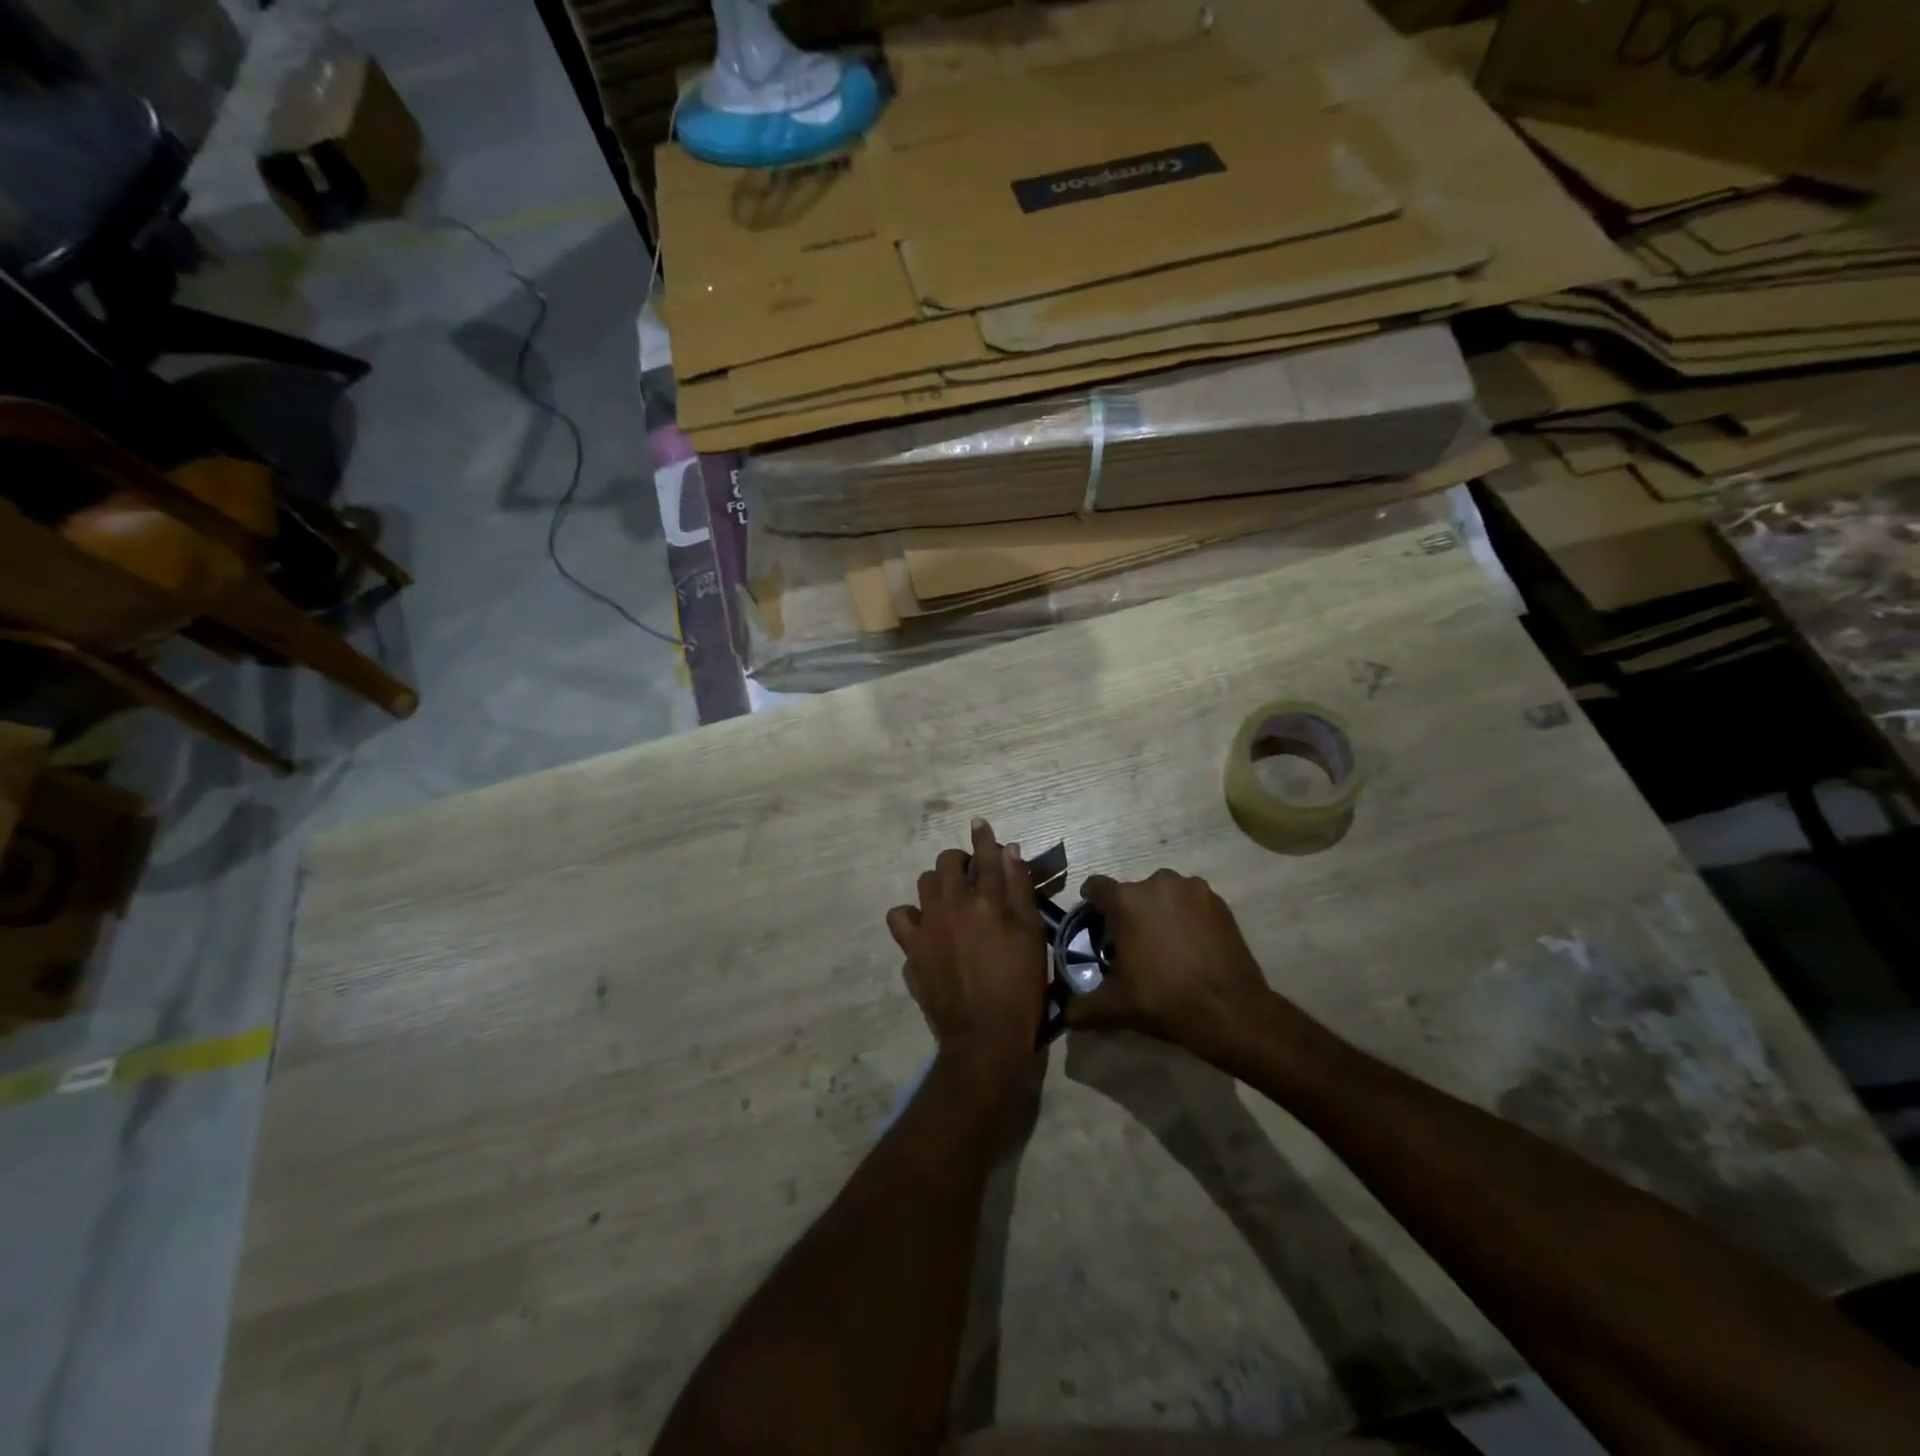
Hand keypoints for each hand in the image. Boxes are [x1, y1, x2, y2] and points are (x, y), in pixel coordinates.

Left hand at [887, 819, 1047, 1082]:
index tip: (979, 824)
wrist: (985, 1036)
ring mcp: (926, 926)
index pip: (985, 855)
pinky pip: (901, 918)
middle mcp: (951, 904)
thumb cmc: (1020, 986)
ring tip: (950, 900)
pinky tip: (926, 928)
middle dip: (959, 860)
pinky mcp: (910, 950)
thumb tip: (1009, 851)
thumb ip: (1019, 889)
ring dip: (938, 884)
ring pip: (924, 885)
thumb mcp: (1032, 936)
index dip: (983, 837)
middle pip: (947, 863)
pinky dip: (913, 917)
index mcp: (987, 900)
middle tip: (971, 874)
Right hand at [1066, 869, 1280, 1065]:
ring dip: (1159, 912)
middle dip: (1128, 913)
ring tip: (1165, 945)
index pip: (1095, 887)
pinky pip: (1191, 902)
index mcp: (1126, 900)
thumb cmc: (1165, 999)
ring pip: (1163, 895)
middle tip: (1132, 945)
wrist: (1230, 1010)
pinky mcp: (1219, 902)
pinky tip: (1191, 946)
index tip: (1096, 925)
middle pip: (1132, 892)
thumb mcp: (1115, 1007)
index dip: (1092, 904)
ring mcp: (1192, 889)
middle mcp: (1157, 883)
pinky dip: (1187, 917)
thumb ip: (1082, 1006)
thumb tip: (1065, 1013)